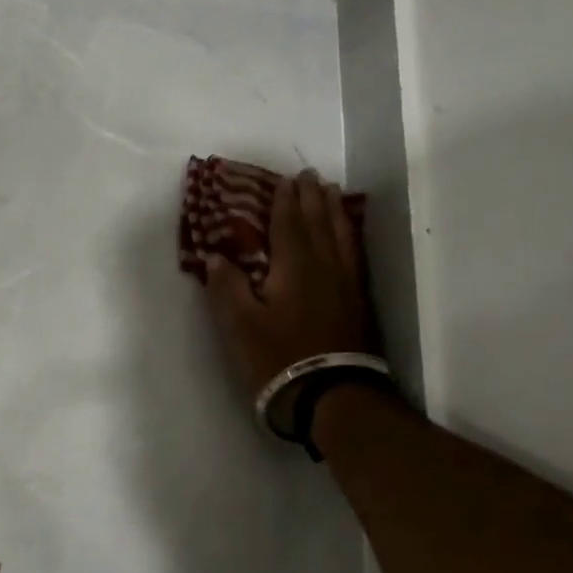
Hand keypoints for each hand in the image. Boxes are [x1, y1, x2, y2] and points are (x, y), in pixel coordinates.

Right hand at [202, 171, 375, 398]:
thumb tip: (215, 256)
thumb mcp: (239, 325)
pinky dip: (350, 237)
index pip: (288, 223)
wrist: (332, 396)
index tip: (285, 179)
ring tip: (333, 194)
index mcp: (294, 266)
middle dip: (313, 197)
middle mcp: (325, 266)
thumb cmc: (279, 358)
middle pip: (320, 223)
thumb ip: (226, 286)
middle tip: (310, 175)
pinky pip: (354, 256)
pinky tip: (348, 239)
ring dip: (335, 212)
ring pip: (342, 236)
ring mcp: (346, 285)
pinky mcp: (358, 304)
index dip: (285, 200)